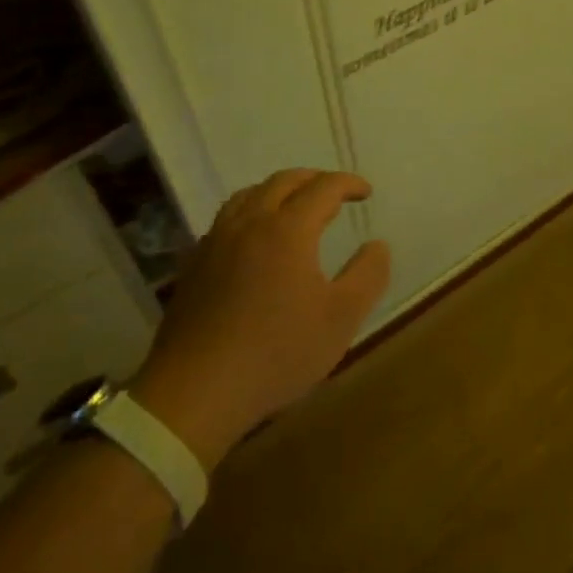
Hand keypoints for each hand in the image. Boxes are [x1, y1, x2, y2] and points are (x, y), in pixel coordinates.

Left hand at [129, 169, 389, 469]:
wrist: (196, 392)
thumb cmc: (277, 353)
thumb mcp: (341, 318)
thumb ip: (368, 275)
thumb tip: (377, 245)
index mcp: (288, 229)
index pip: (323, 188)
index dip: (348, 183)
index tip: (366, 193)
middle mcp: (250, 223)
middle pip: (283, 182)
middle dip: (314, 180)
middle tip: (335, 193)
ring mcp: (216, 242)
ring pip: (248, 195)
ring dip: (278, 191)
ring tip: (294, 206)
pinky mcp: (194, 265)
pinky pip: (226, 219)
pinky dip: (251, 212)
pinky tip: (254, 240)